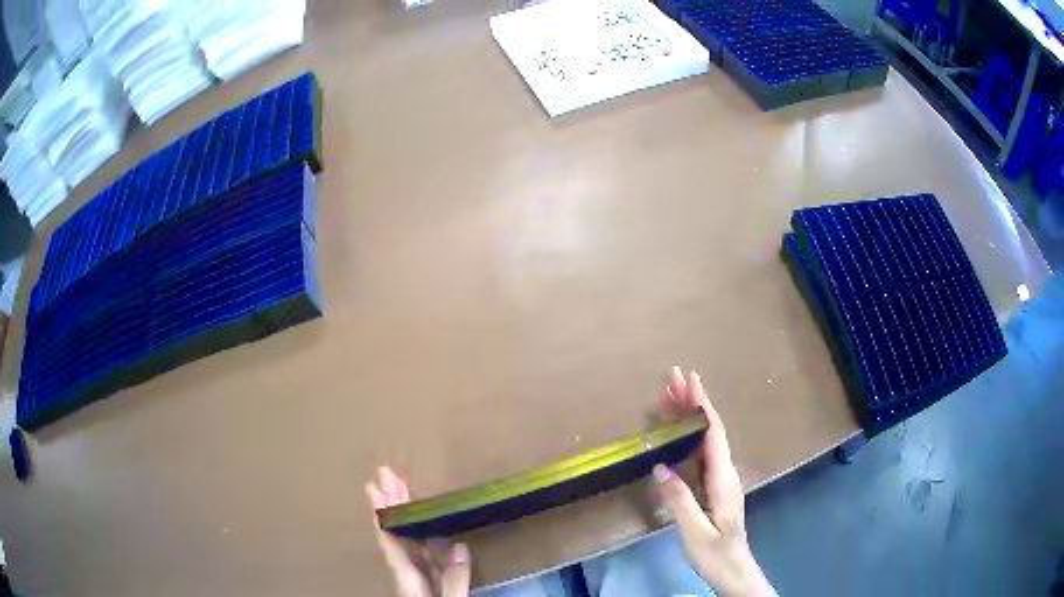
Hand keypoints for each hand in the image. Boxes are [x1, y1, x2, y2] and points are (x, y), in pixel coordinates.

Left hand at [366, 466, 471, 596]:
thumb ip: (453, 579)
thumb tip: (460, 546)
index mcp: (407, 577)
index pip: (389, 540)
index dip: (382, 514)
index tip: (373, 488)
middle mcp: (407, 571)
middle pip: (395, 533)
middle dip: (390, 503)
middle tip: (385, 473)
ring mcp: (417, 575)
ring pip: (407, 538)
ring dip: (403, 511)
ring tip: (399, 484)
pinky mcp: (429, 580)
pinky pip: (421, 549)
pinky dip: (420, 530)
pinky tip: (425, 519)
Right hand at [654, 367, 775, 596]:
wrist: (733, 570)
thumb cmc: (716, 553)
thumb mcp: (695, 531)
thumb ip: (680, 500)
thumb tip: (661, 466)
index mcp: (723, 479)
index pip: (712, 433)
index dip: (701, 405)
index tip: (689, 380)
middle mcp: (725, 472)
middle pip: (709, 430)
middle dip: (693, 402)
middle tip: (672, 378)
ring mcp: (720, 479)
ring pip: (704, 440)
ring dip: (689, 416)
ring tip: (669, 396)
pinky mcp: (713, 488)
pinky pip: (700, 453)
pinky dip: (687, 436)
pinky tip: (676, 433)